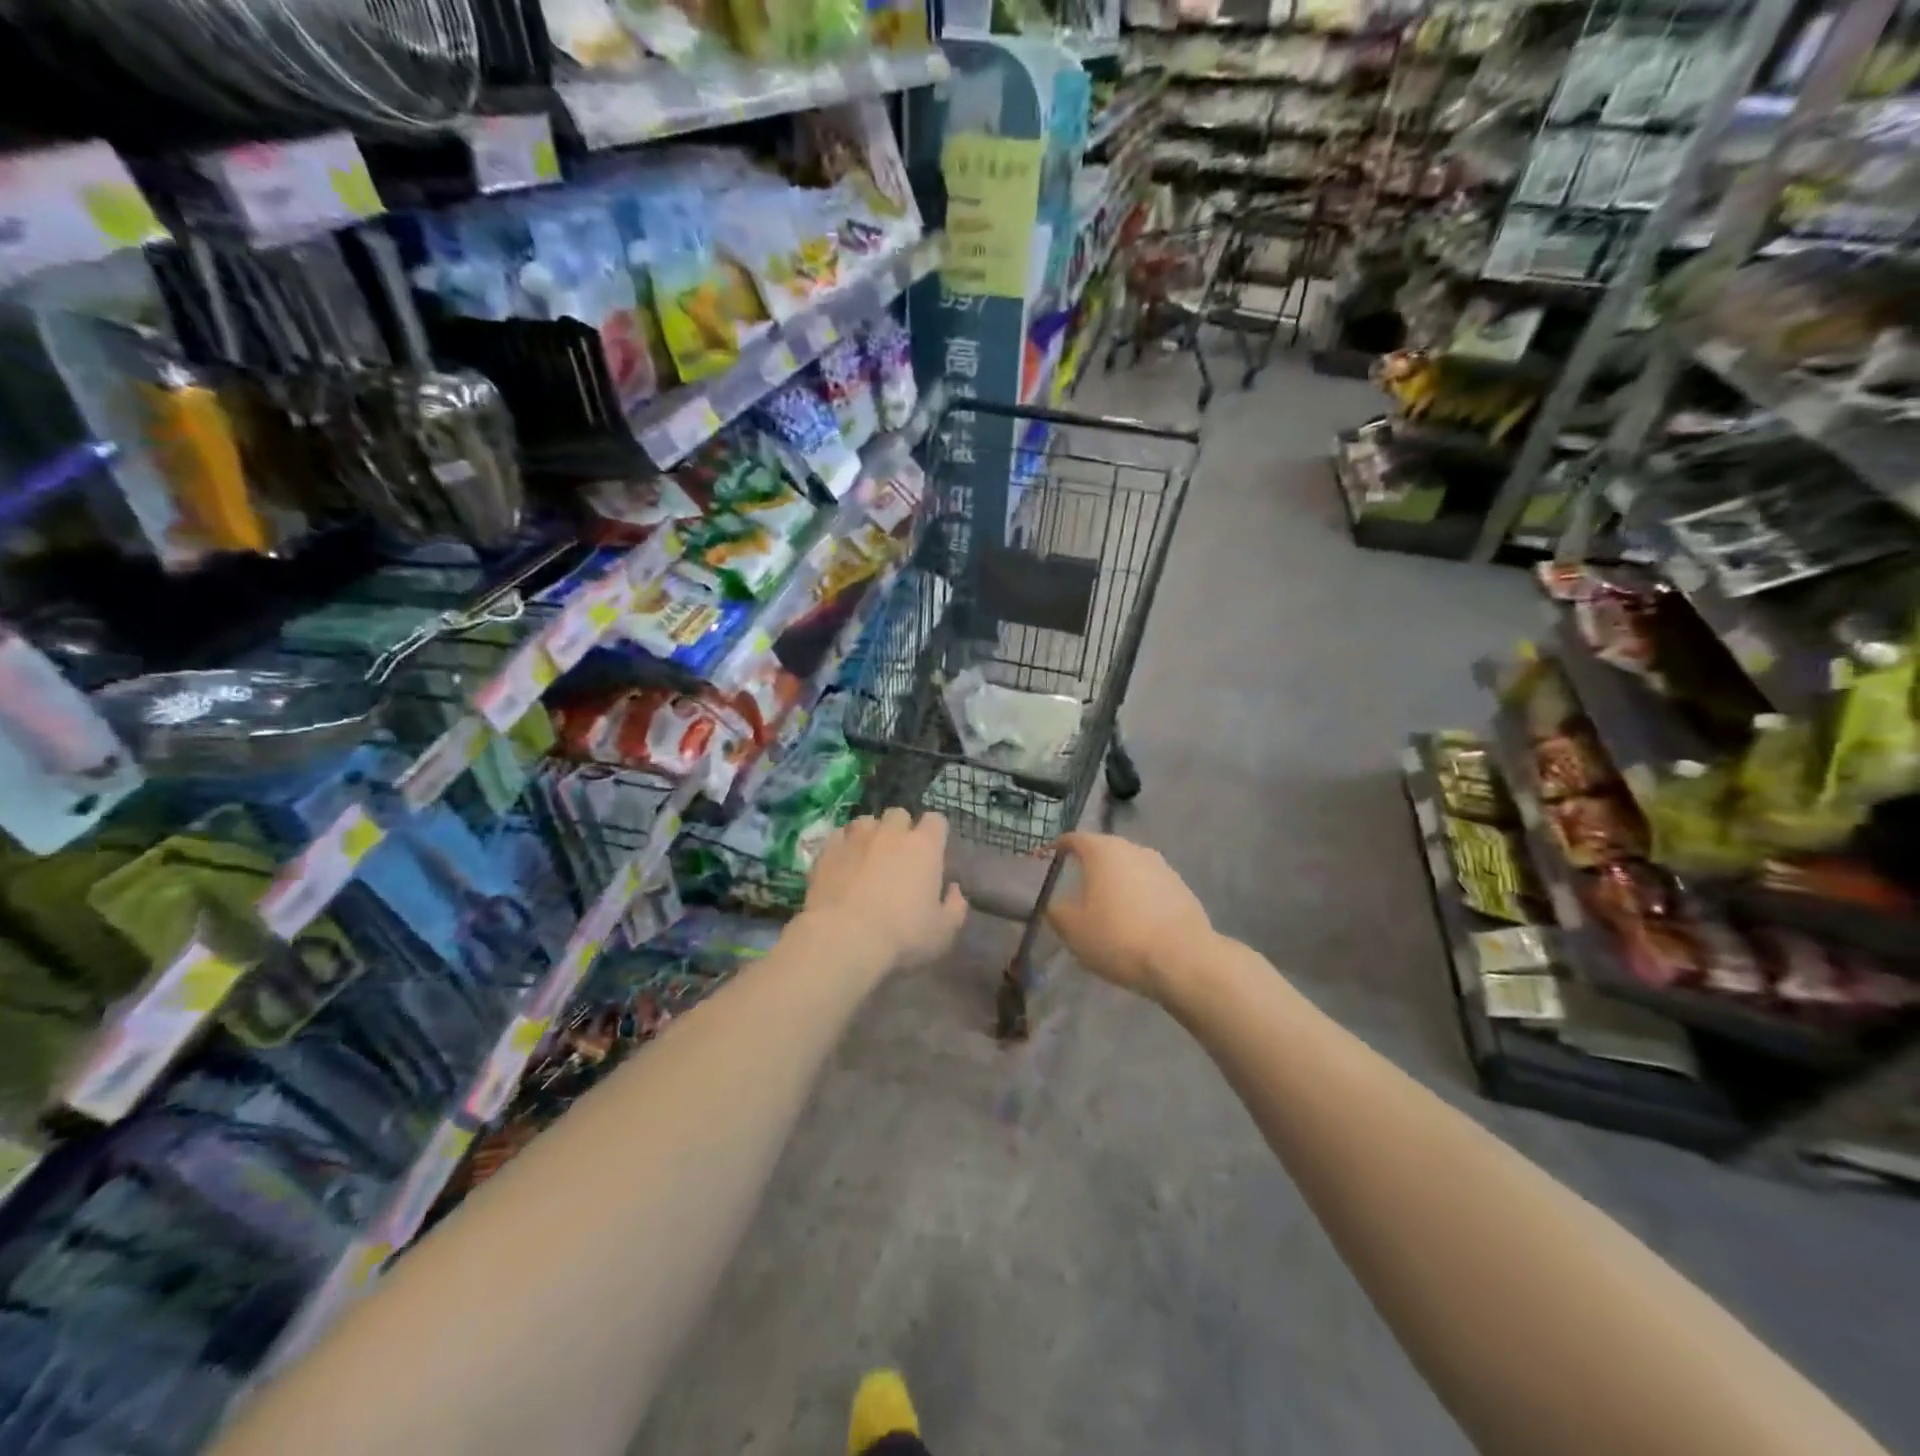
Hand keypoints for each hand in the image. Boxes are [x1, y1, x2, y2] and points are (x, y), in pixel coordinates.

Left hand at [804, 809, 967, 972]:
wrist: (843, 939)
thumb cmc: (902, 936)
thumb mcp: (943, 932)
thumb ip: (955, 907)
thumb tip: (954, 889)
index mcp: (924, 847)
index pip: (936, 821)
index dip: (935, 833)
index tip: (934, 852)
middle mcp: (891, 833)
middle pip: (899, 814)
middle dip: (901, 829)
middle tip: (899, 855)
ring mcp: (856, 838)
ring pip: (866, 821)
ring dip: (871, 833)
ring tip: (868, 855)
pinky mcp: (827, 850)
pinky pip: (839, 835)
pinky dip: (844, 845)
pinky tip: (843, 863)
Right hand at [1048, 832, 1212, 1002]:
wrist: (1183, 959)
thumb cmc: (1118, 937)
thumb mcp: (1072, 929)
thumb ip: (1055, 910)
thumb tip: (1052, 902)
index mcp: (1103, 850)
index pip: (1072, 839)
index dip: (1055, 849)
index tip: (1043, 862)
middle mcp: (1133, 848)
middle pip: (1103, 851)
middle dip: (1087, 867)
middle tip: (1073, 889)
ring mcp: (1161, 866)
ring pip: (1128, 868)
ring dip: (1114, 883)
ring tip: (1105, 909)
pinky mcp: (1181, 887)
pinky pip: (1149, 886)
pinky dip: (1137, 897)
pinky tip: (1134, 921)